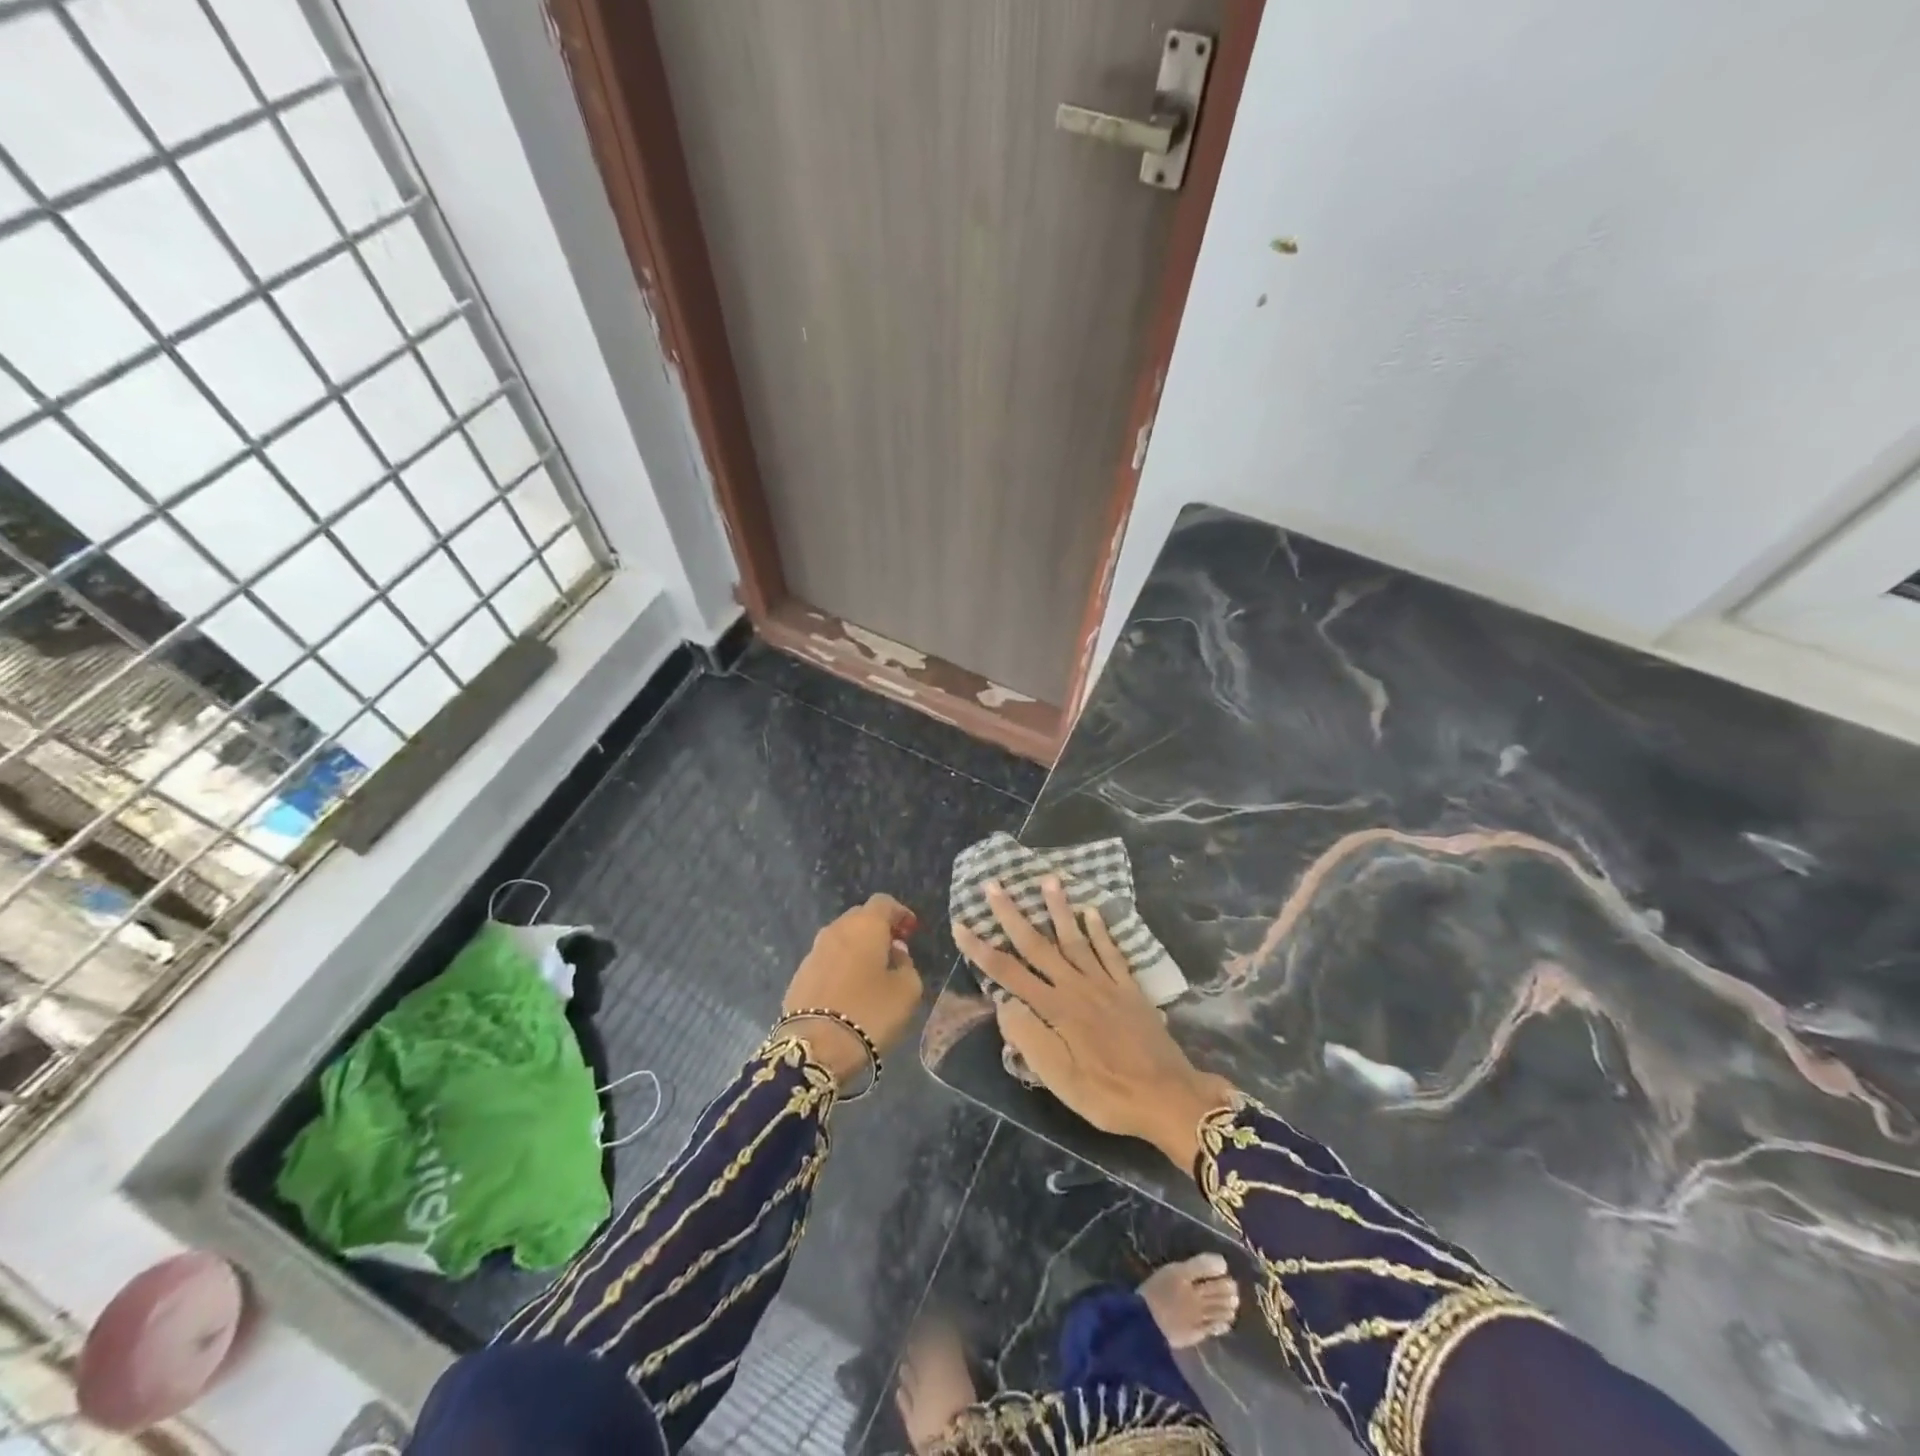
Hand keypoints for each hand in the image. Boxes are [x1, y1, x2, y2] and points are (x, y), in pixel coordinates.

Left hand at [783, 894, 923, 1086]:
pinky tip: (849, 987)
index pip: (884, 902)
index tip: (911, 931)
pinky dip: (841, 964)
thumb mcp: (907, 991)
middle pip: (860, 916)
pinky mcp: (799, 974)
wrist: (815, 1047)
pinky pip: (827, 959)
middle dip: (878, 928)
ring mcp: (814, 951)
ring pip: (841, 938)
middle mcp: (836, 930)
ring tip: (872, 970)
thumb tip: (896, 953)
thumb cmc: (870, 1012)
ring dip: (858, 947)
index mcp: (865, 925)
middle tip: (894, 949)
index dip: (900, 913)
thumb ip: (907, 965)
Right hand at [953, 879, 1235, 1168]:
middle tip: (994, 884)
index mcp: (1055, 1010)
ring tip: (1048, 879)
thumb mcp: (1059, 1080)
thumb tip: (1003, 1003)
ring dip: (1059, 908)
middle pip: (1038, 945)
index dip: (981, 950)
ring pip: (1075, 938)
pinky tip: (1092, 911)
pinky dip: (1101, 930)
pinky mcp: (1129, 988)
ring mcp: (1105, 984)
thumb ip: (1029, 1038)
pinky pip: (1111, 952)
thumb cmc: (1108, 1095)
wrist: (1168, 1098)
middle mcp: (1077, 987)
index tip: (961, 926)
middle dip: (1012, 914)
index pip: (1009, 974)